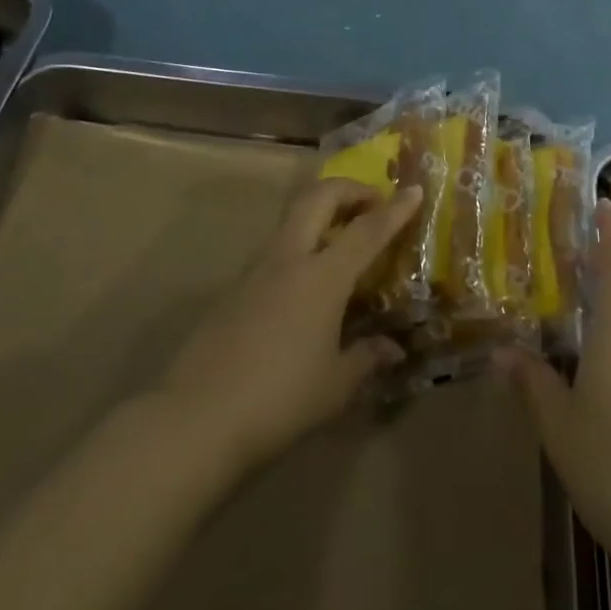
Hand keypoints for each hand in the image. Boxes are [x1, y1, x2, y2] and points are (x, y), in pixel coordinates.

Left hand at [163, 178, 420, 477]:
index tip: (415, 190)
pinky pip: (276, 249)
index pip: (367, 230)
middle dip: (349, 189)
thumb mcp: (335, 386)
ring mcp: (256, 270)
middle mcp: (288, 259)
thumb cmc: (279, 400)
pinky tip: (309, 284)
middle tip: (373, 204)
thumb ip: (367, 358)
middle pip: (318, 197)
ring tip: (344, 240)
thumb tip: (393, 348)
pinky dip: (301, 245)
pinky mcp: (234, 289)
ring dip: (322, 214)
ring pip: (292, 218)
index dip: (395, 209)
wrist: (196, 420)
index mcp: (322, 276)